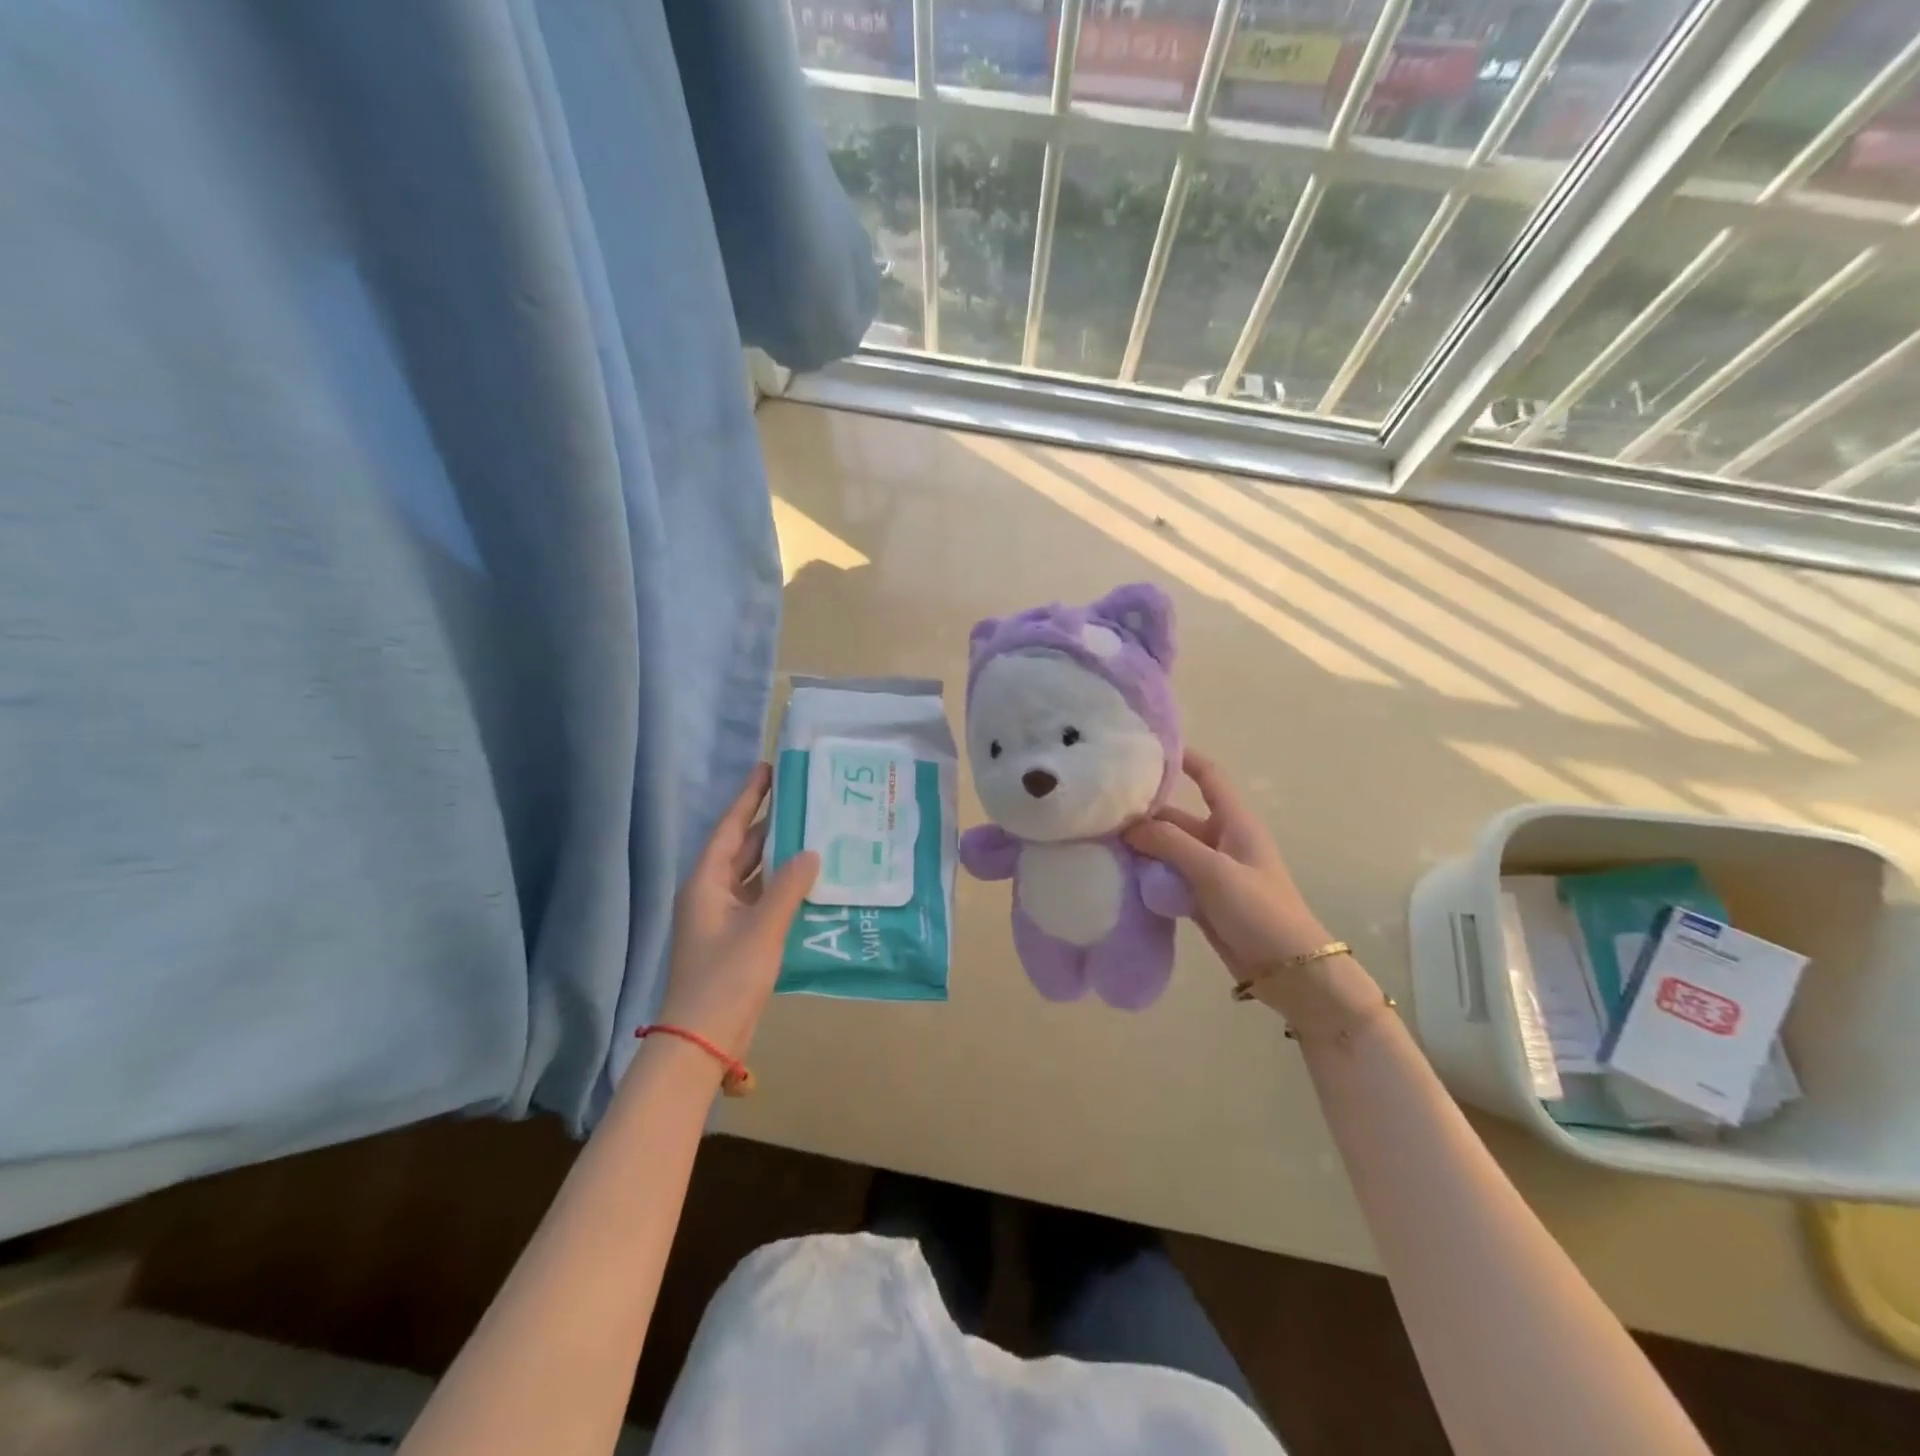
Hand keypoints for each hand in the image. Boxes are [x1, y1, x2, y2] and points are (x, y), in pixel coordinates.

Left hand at [657, 764, 818, 1058]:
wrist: (702, 1040)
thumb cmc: (726, 978)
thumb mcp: (762, 929)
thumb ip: (788, 887)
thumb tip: (811, 852)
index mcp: (706, 883)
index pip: (731, 829)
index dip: (750, 798)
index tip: (770, 769)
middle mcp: (712, 893)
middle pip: (743, 848)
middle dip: (771, 823)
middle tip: (804, 797)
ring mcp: (725, 917)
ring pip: (755, 875)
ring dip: (781, 856)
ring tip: (815, 831)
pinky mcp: (738, 938)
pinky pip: (763, 899)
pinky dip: (784, 887)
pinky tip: (811, 879)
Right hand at [1124, 751, 1341, 1004]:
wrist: (1289, 970)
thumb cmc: (1260, 910)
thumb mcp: (1215, 871)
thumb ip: (1170, 844)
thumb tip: (1128, 827)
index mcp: (1235, 823)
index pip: (1209, 777)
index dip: (1184, 758)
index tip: (1147, 749)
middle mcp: (1221, 841)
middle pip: (1176, 817)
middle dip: (1144, 814)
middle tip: (1101, 812)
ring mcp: (1210, 872)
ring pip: (1168, 850)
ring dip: (1141, 848)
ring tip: (1100, 843)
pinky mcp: (1201, 899)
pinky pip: (1167, 878)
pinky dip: (1147, 875)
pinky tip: (1119, 876)